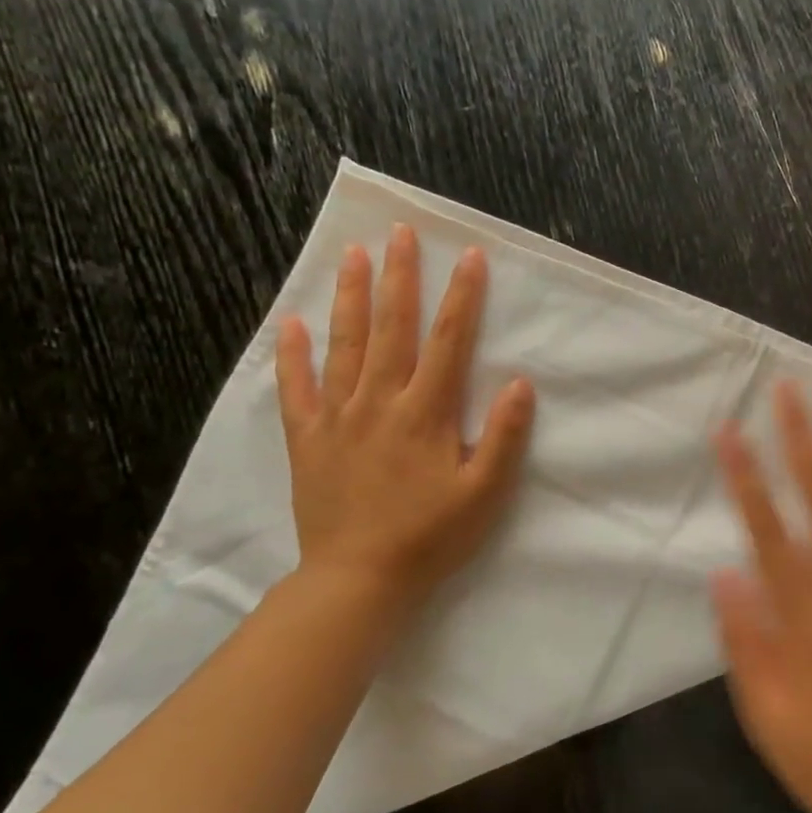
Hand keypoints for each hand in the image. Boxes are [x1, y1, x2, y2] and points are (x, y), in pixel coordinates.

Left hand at [276, 224, 534, 616]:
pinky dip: (292, 355)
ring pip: (345, 345)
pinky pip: (297, 389)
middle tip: (401, 233)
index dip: (462, 297)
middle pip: (392, 328)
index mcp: (426, 413)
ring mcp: (338, 417)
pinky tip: (291, 325)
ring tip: (354, 256)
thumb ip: (503, 436)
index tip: (470, 257)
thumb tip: (520, 383)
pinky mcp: (308, 438)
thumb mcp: (484, 493)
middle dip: (401, 277)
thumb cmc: (430, 537)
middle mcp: (380, 402)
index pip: (448, 342)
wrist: (358, 579)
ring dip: (351, 298)